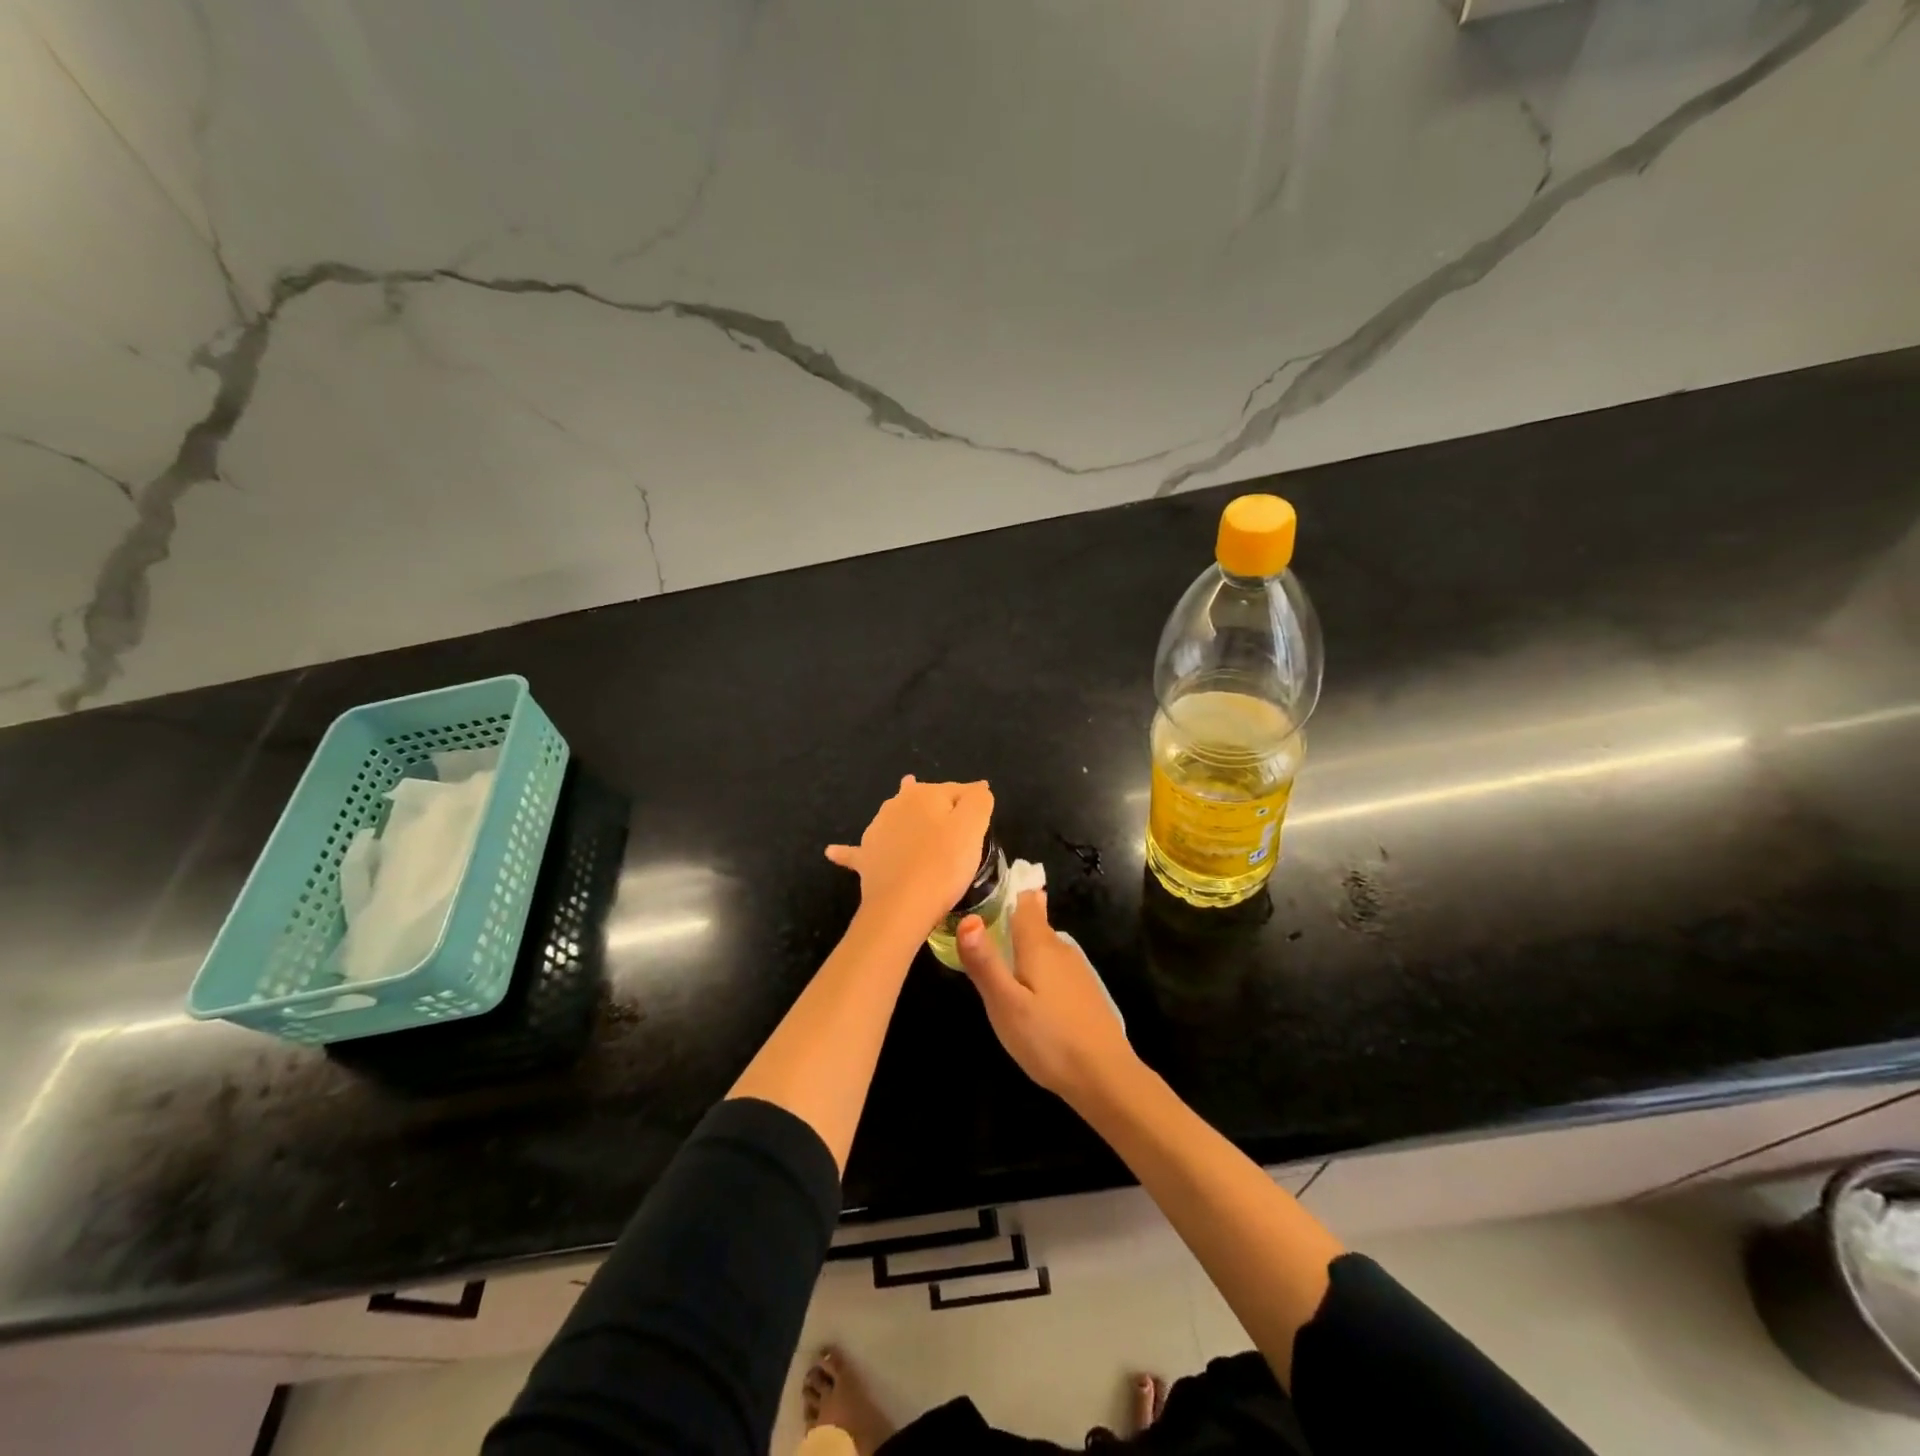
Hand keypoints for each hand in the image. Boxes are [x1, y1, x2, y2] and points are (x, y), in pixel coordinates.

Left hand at [826, 777, 993, 934]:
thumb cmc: (944, 863)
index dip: (972, 803)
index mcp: (924, 794)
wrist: (903, 905)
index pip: (956, 791)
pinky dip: (846, 851)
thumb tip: (976, 789)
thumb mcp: (973, 826)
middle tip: (949, 820)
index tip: (982, 818)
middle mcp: (895, 805)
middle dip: (935, 807)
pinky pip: (855, 853)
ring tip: (909, 822)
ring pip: (893, 819)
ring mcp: (876, 831)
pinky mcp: (865, 859)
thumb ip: (978, 800)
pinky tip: (832, 851)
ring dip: (901, 819)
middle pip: (923, 801)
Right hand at [956, 889, 1136, 1104]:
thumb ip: (985, 962)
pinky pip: (1053, 966)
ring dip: (1022, 945)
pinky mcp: (1084, 992)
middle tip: (979, 924)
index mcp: (1039, 944)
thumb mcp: (1005, 1004)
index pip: (1024, 900)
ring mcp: (1076, 970)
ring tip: (996, 955)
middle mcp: (1060, 948)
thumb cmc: (1049, 1039)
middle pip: (1033, 921)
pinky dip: (1036, 967)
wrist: (1106, 1077)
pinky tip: (1026, 988)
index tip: (984, 887)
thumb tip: (967, 917)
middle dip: (1009, 919)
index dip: (1006, 890)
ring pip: (1044, 945)